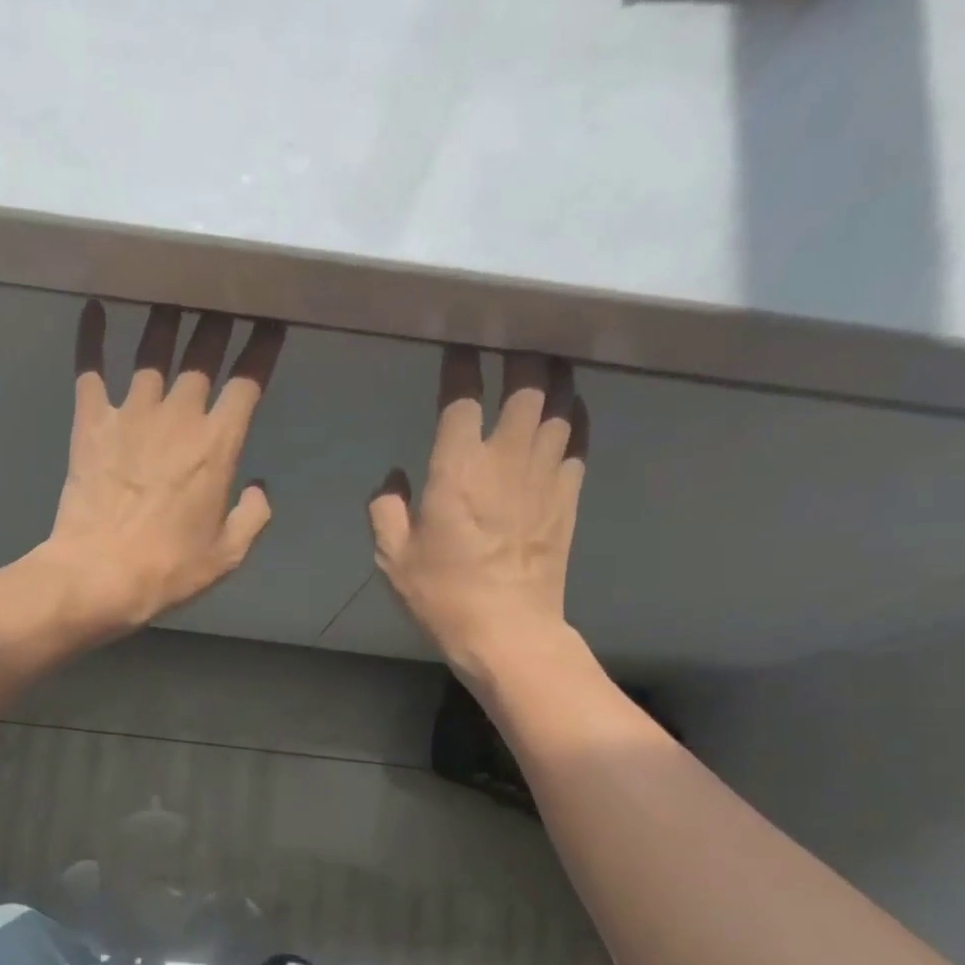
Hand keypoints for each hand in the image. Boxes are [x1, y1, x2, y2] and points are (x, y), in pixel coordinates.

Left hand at [33, 302, 284, 633]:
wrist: (99, 575)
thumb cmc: (168, 570)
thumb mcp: (227, 555)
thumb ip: (252, 516)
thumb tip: (260, 488)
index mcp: (218, 445)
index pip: (248, 381)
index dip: (262, 348)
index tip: (271, 323)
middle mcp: (179, 416)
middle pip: (203, 352)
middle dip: (219, 321)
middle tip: (224, 297)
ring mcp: (131, 413)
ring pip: (153, 349)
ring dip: (166, 318)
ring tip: (173, 294)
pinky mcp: (91, 421)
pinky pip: (90, 367)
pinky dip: (92, 335)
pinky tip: (93, 306)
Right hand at [370, 347, 588, 671]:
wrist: (506, 630)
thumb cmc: (442, 594)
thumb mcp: (392, 557)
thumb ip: (385, 508)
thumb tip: (394, 476)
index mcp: (457, 469)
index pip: (462, 396)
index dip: (460, 364)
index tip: (457, 346)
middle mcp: (505, 458)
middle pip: (526, 383)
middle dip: (521, 351)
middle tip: (513, 335)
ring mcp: (544, 474)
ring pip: (559, 402)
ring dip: (553, 375)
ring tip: (545, 358)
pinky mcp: (568, 494)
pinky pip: (579, 438)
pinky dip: (575, 414)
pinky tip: (569, 406)